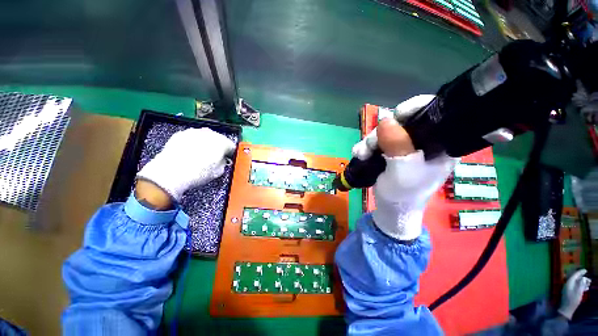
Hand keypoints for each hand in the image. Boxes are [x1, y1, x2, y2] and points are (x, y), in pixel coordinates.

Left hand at [137, 128, 235, 202]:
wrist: (171, 172)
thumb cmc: (197, 173)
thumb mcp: (218, 172)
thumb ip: (223, 163)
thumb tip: (222, 160)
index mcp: (222, 142)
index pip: (231, 146)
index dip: (230, 153)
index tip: (227, 158)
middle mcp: (209, 134)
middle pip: (219, 139)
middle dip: (218, 147)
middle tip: (214, 157)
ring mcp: (194, 132)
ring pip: (205, 137)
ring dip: (206, 144)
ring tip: (201, 155)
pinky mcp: (181, 134)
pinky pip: (192, 137)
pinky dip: (193, 143)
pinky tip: (190, 153)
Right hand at [355, 95, 456, 239]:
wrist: (391, 209)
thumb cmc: (403, 194)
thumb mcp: (404, 172)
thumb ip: (398, 147)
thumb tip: (386, 120)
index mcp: (439, 143)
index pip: (433, 113)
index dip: (414, 109)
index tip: (396, 116)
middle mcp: (423, 141)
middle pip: (401, 122)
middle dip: (381, 132)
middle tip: (370, 147)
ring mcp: (404, 145)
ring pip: (384, 132)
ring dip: (369, 141)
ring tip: (361, 154)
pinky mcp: (389, 151)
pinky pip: (376, 141)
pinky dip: (365, 146)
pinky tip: (359, 155)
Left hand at [558, 269, 591, 319]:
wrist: (567, 309)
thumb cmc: (572, 300)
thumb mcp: (578, 292)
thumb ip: (580, 284)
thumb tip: (583, 278)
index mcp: (569, 283)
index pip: (574, 275)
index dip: (580, 272)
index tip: (585, 270)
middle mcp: (568, 284)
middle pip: (576, 279)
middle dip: (583, 278)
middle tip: (589, 280)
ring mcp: (568, 288)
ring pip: (576, 283)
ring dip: (583, 282)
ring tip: (589, 284)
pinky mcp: (570, 293)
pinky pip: (576, 287)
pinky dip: (581, 286)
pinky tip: (586, 288)